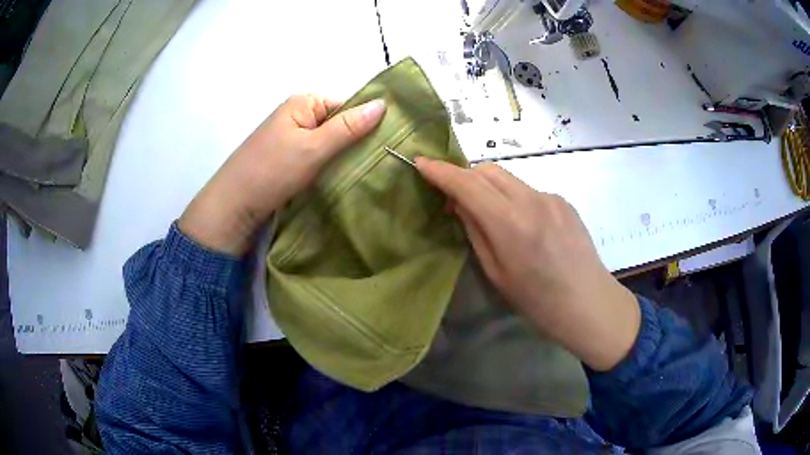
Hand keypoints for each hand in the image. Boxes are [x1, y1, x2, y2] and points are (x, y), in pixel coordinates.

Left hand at [179, 95, 385, 254]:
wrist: (234, 206)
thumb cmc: (272, 171)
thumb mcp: (314, 147)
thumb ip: (348, 127)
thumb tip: (383, 104)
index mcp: (303, 103)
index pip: (347, 105)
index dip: (366, 123)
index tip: (386, 145)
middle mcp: (298, 115)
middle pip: (339, 123)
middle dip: (356, 142)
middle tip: (379, 163)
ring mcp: (291, 137)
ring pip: (329, 143)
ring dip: (343, 157)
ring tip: (364, 173)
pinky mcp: (288, 158)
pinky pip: (317, 156)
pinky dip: (329, 166)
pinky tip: (342, 179)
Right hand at [415, 158, 639, 370]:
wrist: (588, 303)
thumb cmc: (537, 300)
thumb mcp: (496, 272)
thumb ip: (476, 231)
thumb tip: (460, 203)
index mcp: (510, 224)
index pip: (467, 184)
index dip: (441, 171)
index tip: (421, 162)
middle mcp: (531, 200)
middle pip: (488, 170)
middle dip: (465, 176)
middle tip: (455, 200)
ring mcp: (551, 197)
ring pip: (508, 178)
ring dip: (490, 187)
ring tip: (490, 215)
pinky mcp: (564, 200)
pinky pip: (529, 190)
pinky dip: (514, 198)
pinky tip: (523, 225)